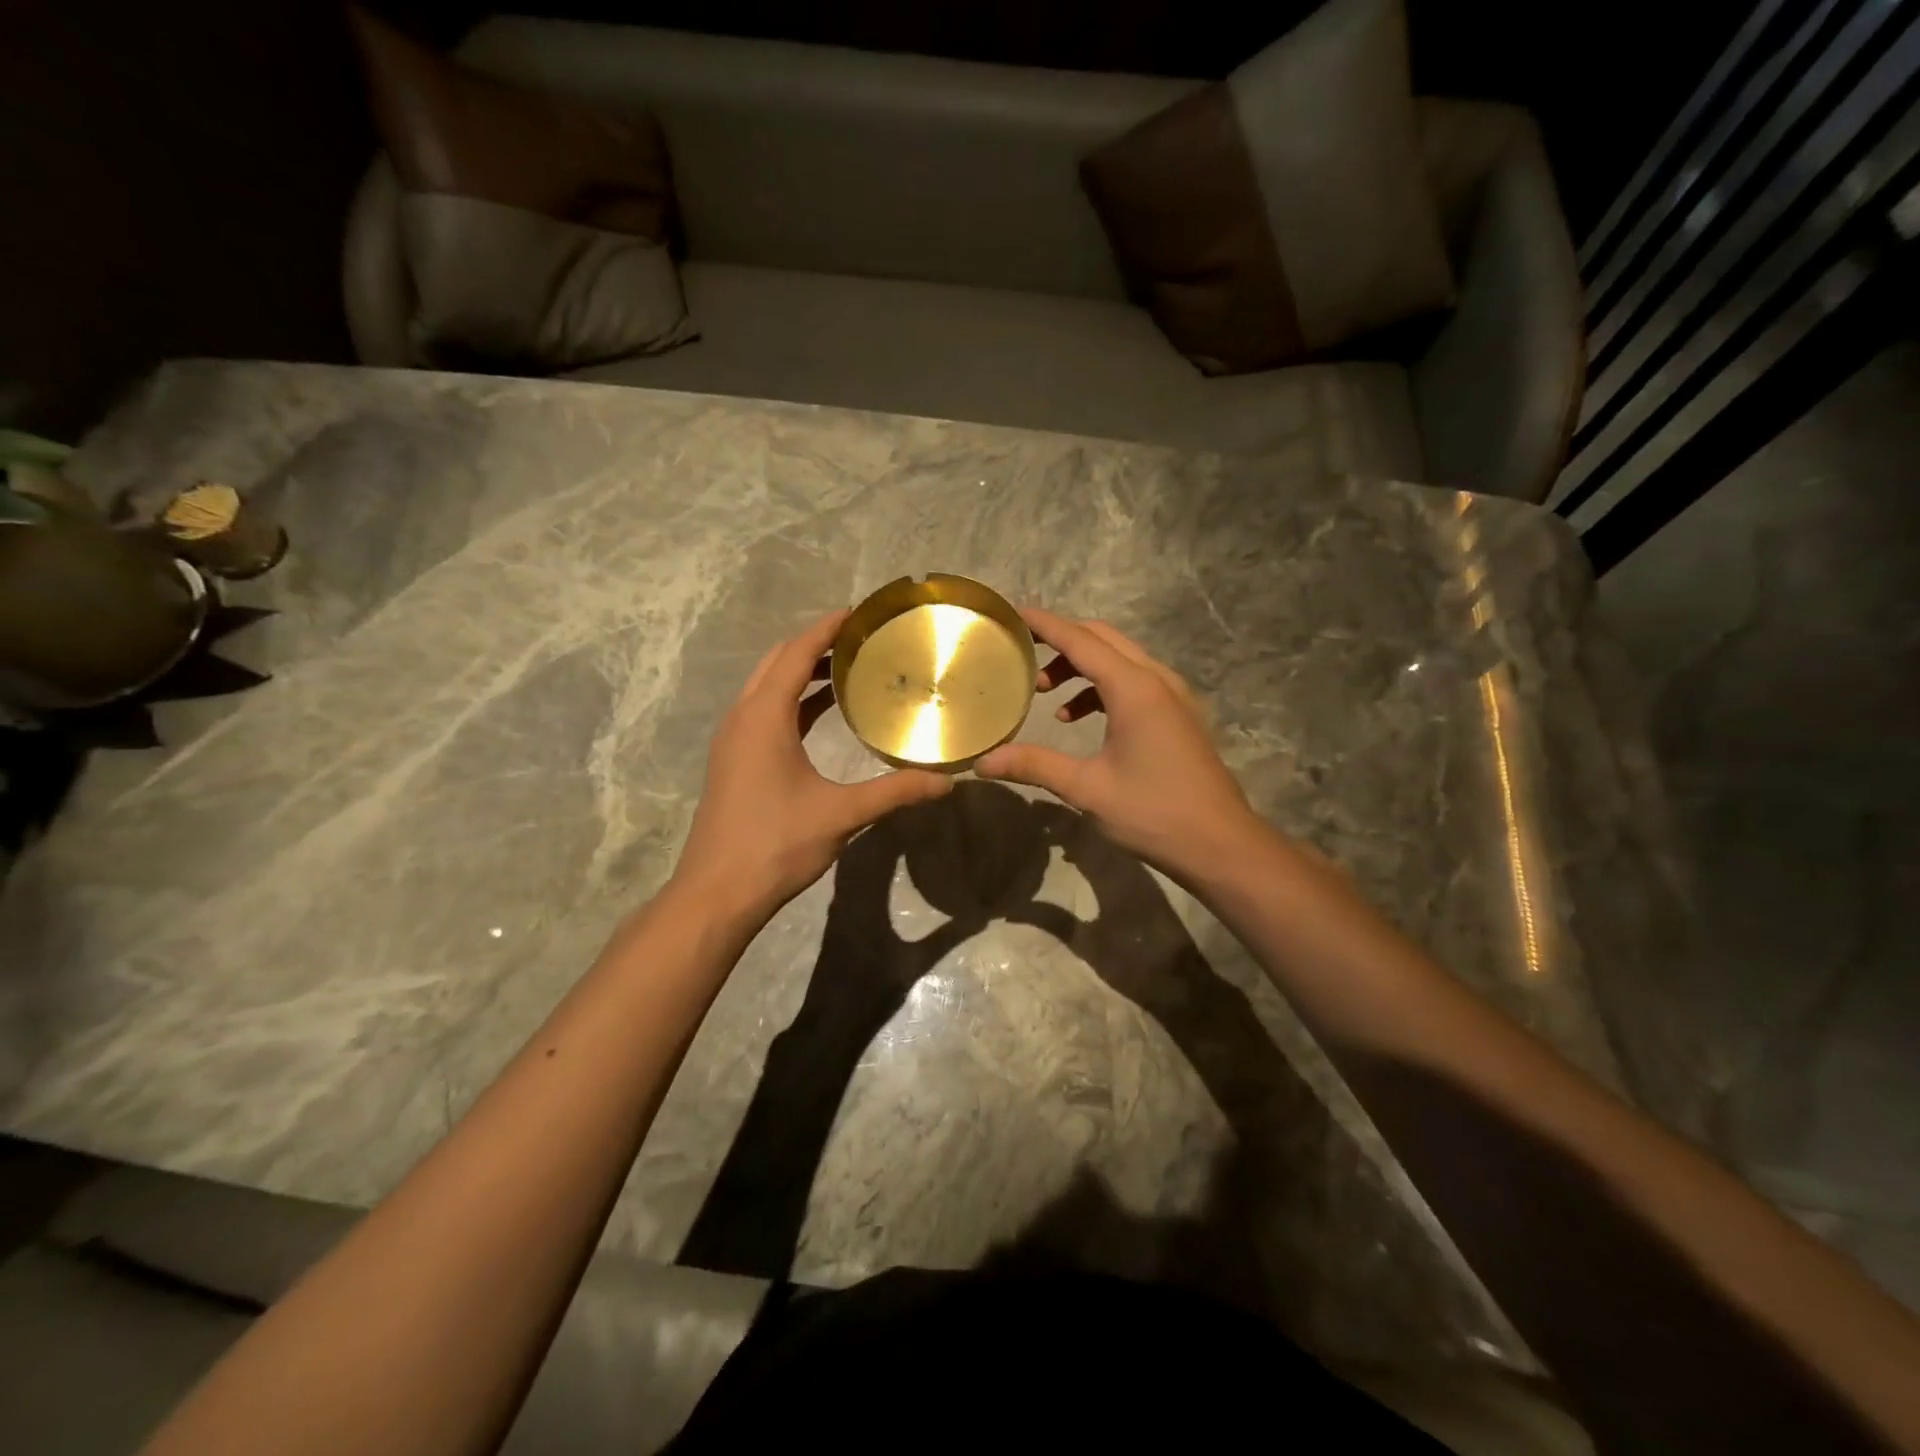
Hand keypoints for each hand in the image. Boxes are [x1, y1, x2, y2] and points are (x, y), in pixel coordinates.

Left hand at [673, 610, 952, 920]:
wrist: (717, 892)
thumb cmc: (775, 844)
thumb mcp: (841, 814)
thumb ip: (894, 792)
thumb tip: (947, 782)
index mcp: (763, 717)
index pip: (795, 654)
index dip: (826, 629)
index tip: (859, 613)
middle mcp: (743, 718)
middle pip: (777, 662)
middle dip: (815, 644)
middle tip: (860, 640)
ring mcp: (733, 740)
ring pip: (767, 687)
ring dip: (801, 672)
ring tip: (847, 668)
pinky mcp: (734, 761)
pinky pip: (764, 711)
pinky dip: (792, 701)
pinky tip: (821, 713)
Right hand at [976, 608, 1264, 886]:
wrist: (1220, 844)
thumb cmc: (1153, 812)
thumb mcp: (1087, 789)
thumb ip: (1034, 765)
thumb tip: (982, 762)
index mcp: (1135, 688)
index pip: (1080, 640)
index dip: (1044, 624)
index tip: (1013, 612)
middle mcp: (1157, 680)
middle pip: (1103, 639)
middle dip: (1061, 642)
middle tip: (1022, 655)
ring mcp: (1174, 696)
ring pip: (1121, 659)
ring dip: (1082, 667)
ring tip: (1046, 695)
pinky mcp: (1180, 715)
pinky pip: (1135, 682)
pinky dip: (1103, 687)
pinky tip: (1081, 719)